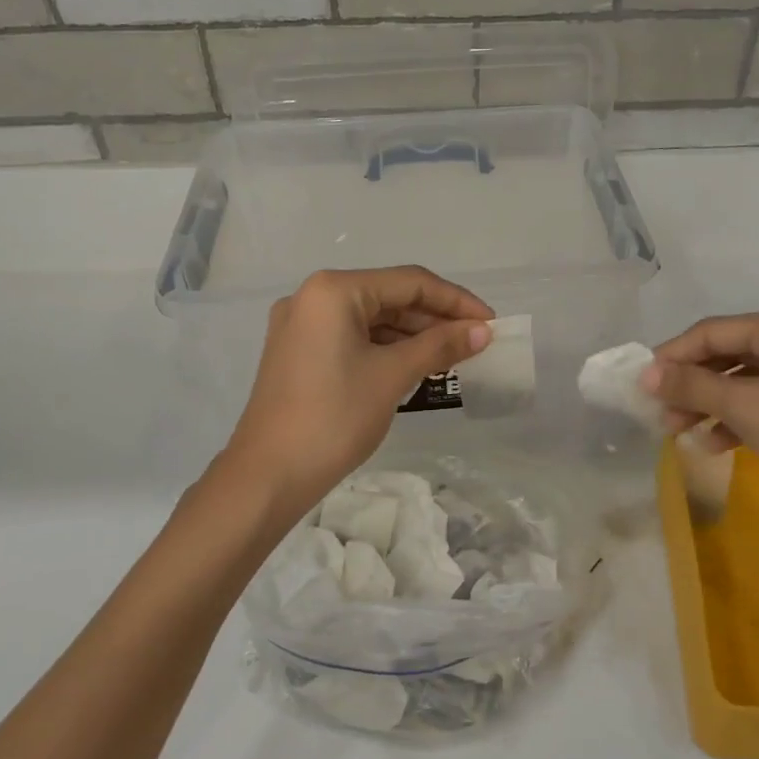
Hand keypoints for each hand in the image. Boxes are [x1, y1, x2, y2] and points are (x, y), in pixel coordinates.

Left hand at [221, 267, 492, 523]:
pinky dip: (386, 348)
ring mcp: (302, 325)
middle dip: (434, 319)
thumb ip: (440, 345)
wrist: (267, 476)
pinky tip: (415, 365)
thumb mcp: (392, 376)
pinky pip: (353, 338)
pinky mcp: (298, 351)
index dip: (455, 301)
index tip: (491, 322)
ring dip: (412, 335)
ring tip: (452, 357)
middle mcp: (313, 296)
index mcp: (334, 290)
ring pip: (371, 319)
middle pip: (389, 297)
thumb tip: (482, 331)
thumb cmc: (334, 418)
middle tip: (475, 343)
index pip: (409, 283)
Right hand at [642, 306, 758, 543]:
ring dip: (710, 405)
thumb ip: (692, 386)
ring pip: (745, 383)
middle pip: (729, 355)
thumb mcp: (746, 406)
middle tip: (659, 413)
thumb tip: (644, 374)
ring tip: (679, 432)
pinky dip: (738, 421)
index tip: (640, 383)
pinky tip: (714, 445)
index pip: (714, 331)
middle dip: (691, 385)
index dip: (673, 356)